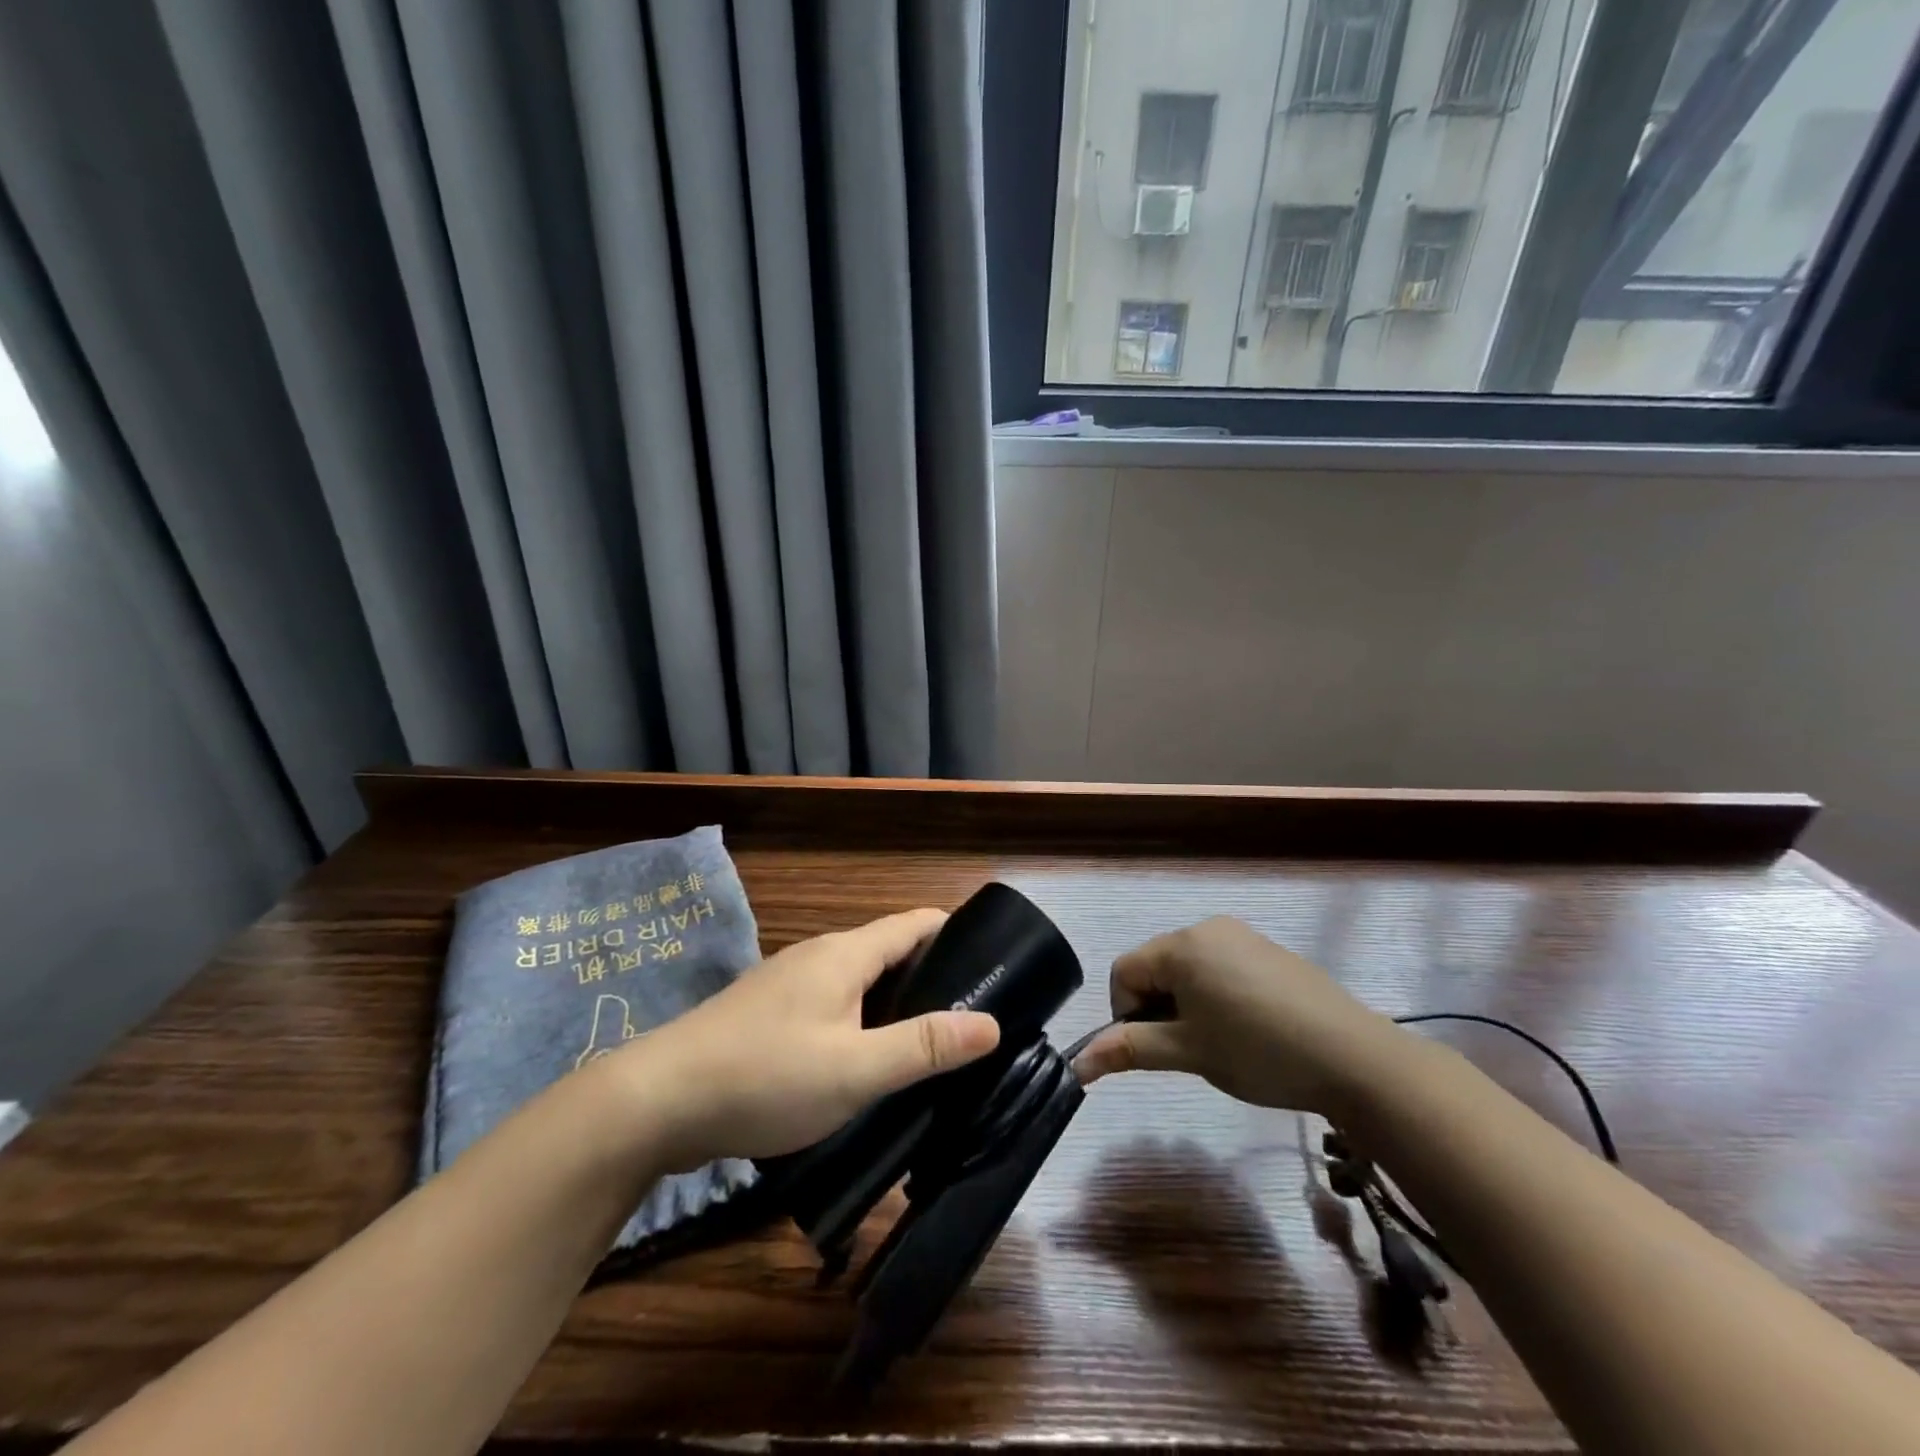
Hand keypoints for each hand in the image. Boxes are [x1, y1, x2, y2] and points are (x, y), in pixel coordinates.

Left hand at [609, 908, 1000, 1168]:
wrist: (657, 1101)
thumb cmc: (765, 1076)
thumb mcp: (855, 1070)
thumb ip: (924, 1046)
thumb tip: (991, 1022)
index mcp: (846, 954)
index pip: (915, 923)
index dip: (955, 934)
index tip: (993, 963)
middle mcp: (819, 956)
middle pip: (889, 951)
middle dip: (931, 974)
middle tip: (970, 1018)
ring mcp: (788, 983)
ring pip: (858, 981)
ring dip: (895, 1002)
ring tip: (927, 1043)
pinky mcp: (767, 1013)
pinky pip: (832, 1003)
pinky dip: (861, 1020)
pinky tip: (865, 1060)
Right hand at [1071, 916, 1401, 1116]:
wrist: (1353, 1057)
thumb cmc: (1258, 1051)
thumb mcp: (1188, 1052)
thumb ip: (1130, 1048)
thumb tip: (1077, 1063)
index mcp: (1181, 945)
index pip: (1124, 971)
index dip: (1127, 1013)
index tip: (1158, 1049)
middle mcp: (1207, 928)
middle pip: (1155, 965)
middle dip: (1158, 1006)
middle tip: (1188, 1048)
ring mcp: (1242, 936)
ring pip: (1188, 968)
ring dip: (1186, 1002)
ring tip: (1219, 1040)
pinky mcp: (1269, 950)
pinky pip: (1221, 966)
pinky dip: (1216, 994)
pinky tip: (1248, 1027)